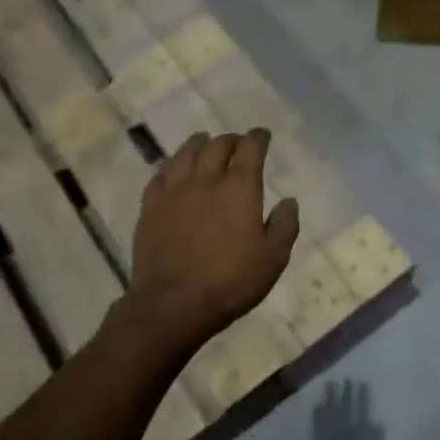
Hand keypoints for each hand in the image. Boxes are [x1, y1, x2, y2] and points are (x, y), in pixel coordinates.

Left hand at [118, 129, 298, 358]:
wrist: (173, 303)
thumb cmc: (230, 281)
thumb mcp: (273, 258)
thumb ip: (284, 225)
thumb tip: (289, 201)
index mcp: (240, 187)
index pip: (251, 148)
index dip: (258, 137)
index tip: (263, 135)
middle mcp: (206, 179)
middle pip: (218, 145)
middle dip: (231, 139)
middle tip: (237, 144)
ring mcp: (174, 190)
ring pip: (186, 152)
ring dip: (200, 144)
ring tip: (205, 143)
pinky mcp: (150, 206)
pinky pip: (160, 174)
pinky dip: (171, 165)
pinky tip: (173, 169)